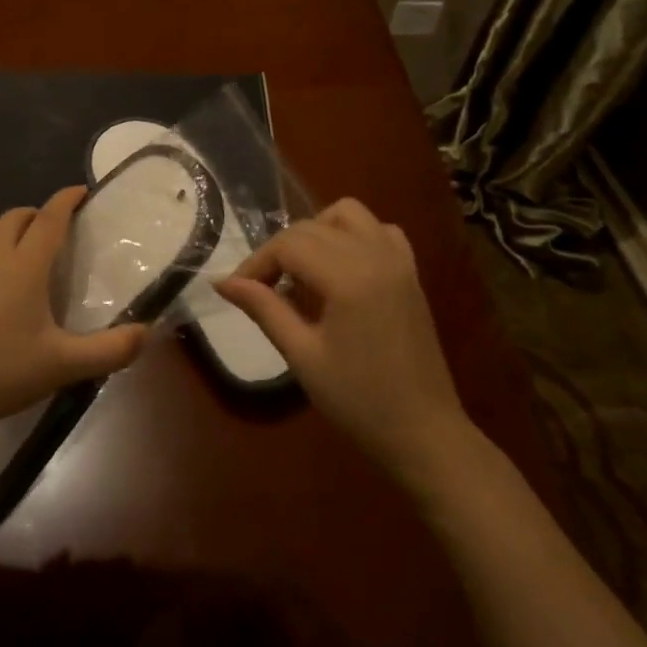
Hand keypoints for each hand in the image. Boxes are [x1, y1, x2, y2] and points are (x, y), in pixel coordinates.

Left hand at [0, 186, 147, 445]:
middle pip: (16, 216)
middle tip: (61, 228)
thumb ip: (110, 349)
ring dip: (13, 227)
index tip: (83, 191)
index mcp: (24, 266)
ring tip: (31, 247)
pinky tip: (1, 280)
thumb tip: (146, 332)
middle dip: (40, 213)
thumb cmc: (1, 372)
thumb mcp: (63, 365)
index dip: (66, 200)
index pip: (48, 218)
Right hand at [215, 198, 479, 491]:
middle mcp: (375, 255)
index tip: (238, 290)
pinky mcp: (411, 273)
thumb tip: (222, 281)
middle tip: (262, 289)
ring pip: (348, 214)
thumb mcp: (302, 355)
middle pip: (312, 226)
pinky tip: (341, 268)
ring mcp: (398, 260)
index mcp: (348, 277)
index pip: (288, 245)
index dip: (257, 262)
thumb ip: (264, 308)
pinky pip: (380, 230)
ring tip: (301, 271)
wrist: (424, 432)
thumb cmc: (358, 400)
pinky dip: (354, 236)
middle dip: (280, 251)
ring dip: (316, 231)